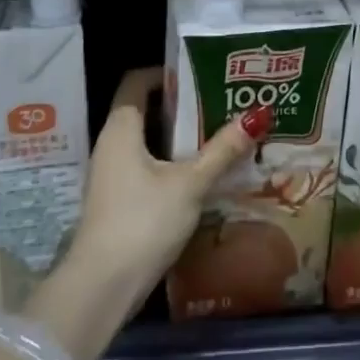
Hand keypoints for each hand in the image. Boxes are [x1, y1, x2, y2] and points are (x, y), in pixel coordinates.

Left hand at [26, 67, 266, 359]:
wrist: (101, 288)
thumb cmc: (143, 221)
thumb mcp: (190, 183)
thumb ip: (222, 150)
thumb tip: (258, 114)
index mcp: (121, 128)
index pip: (136, 81)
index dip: (165, 72)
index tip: (200, 73)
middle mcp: (111, 144)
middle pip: (144, 110)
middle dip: (180, 106)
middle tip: (219, 102)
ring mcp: (111, 175)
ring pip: (147, 142)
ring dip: (178, 137)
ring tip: (217, 134)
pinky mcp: (117, 201)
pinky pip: (146, 167)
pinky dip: (171, 163)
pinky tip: (200, 175)